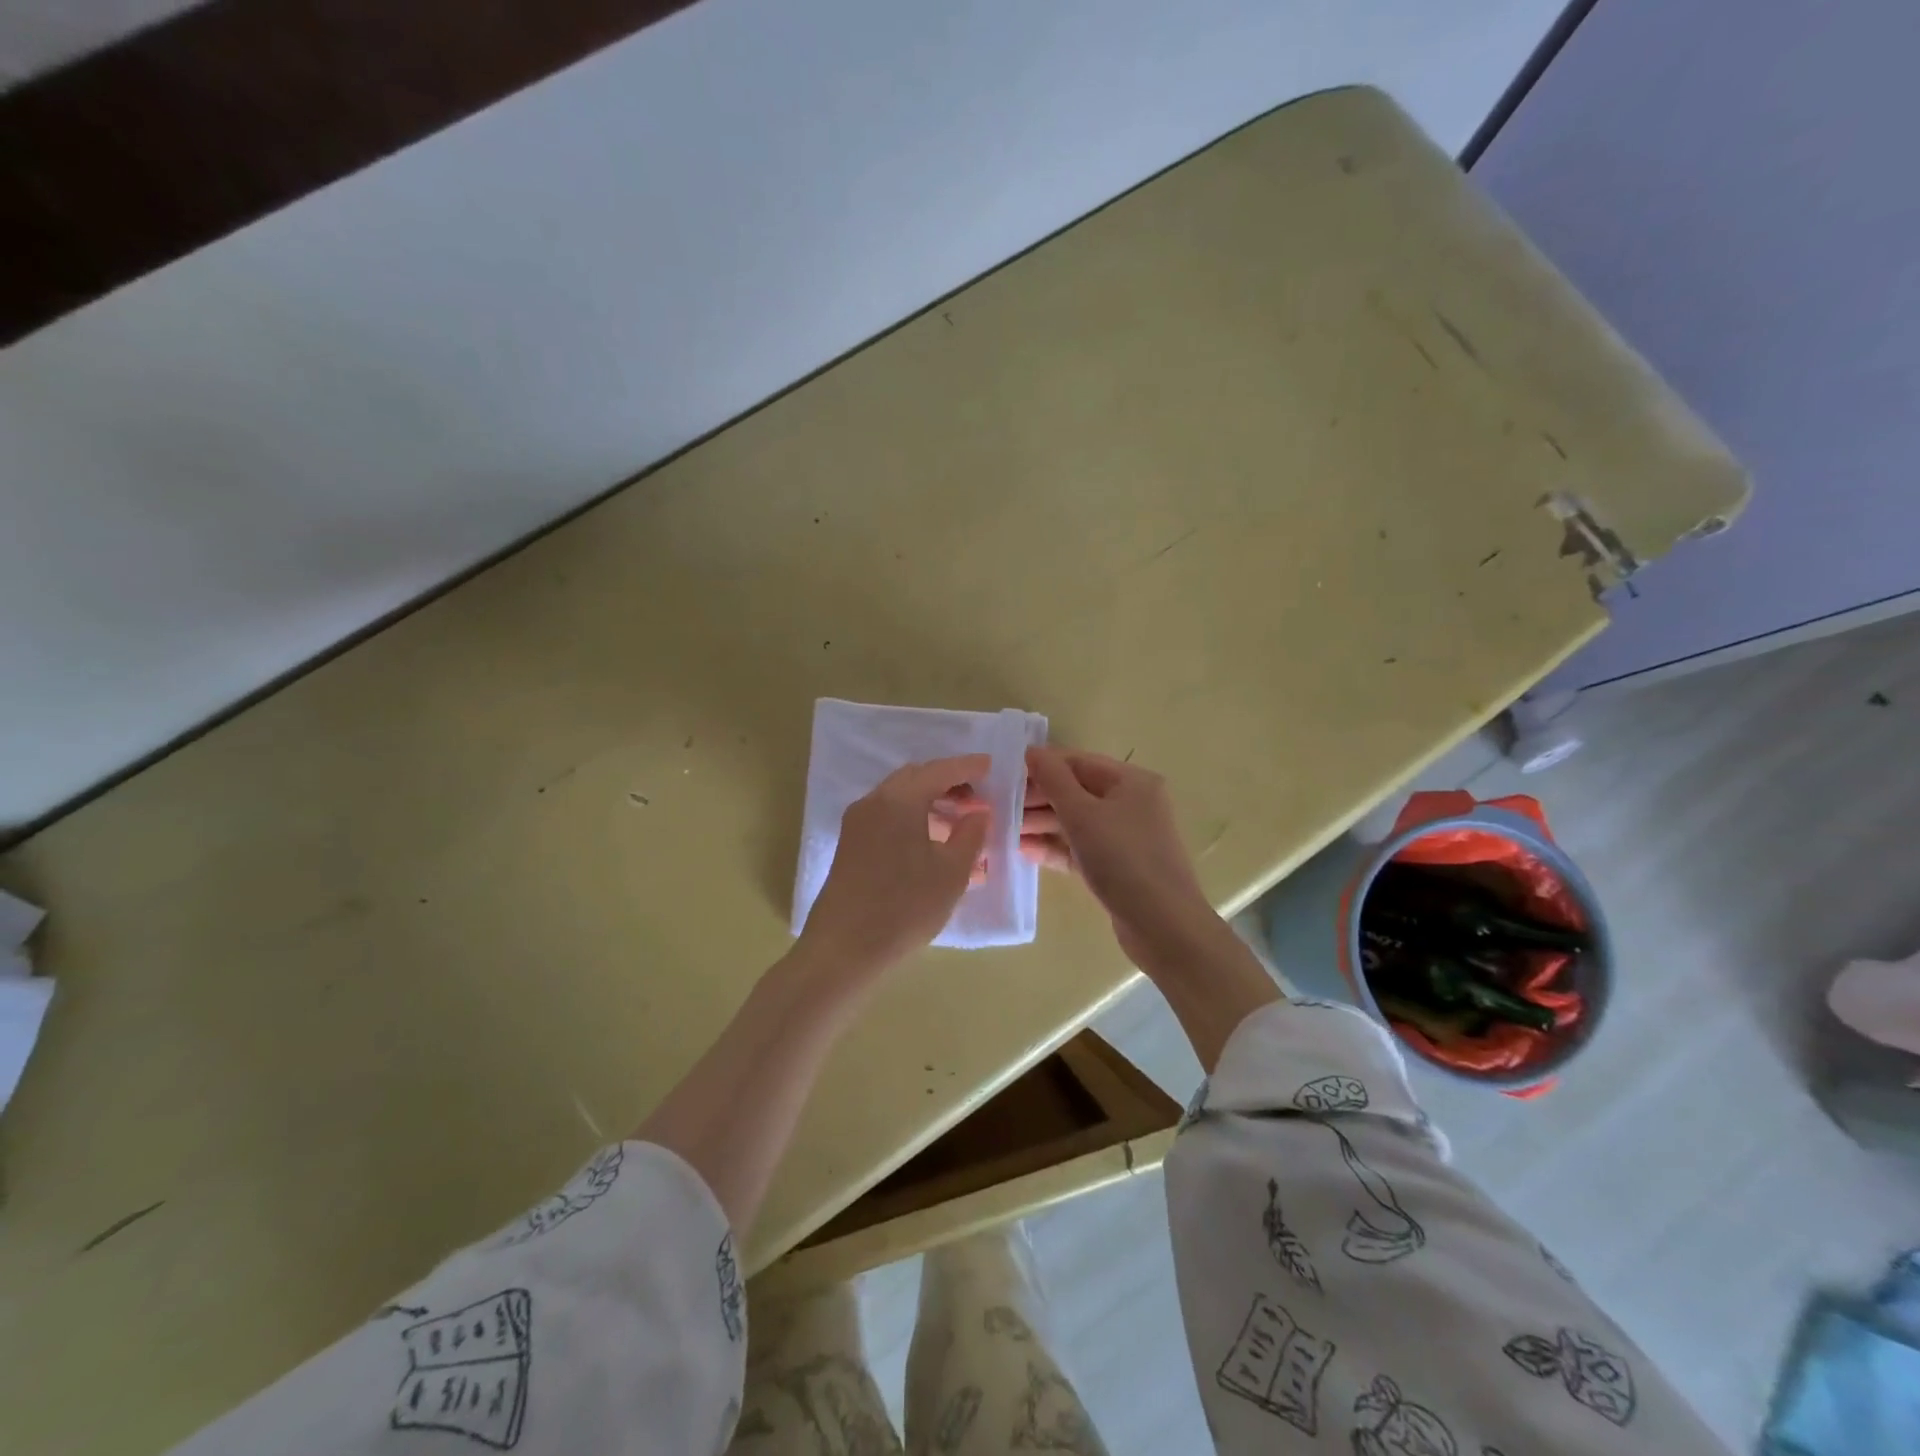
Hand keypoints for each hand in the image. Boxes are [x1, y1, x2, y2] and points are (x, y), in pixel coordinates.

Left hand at [801, 755, 992, 976]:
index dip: (967, 766)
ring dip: (930, 802)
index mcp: (898, 800)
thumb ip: (970, 834)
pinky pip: (888, 817)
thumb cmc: (905, 907)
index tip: (991, 765)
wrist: (843, 950)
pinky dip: (913, 818)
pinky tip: (933, 843)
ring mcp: (857, 824)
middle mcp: (873, 802)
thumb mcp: (951, 872)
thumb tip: (978, 812)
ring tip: (960, 823)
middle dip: (947, 782)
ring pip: (899, 798)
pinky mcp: (851, 846)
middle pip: (915, 778)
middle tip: (977, 798)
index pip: (939, 770)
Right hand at [1022, 745, 1220, 969]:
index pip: (1079, 762)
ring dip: (1042, 824)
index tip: (1005, 775)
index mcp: (1131, 782)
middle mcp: (1131, 804)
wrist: (1162, 926)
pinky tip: (1024, 851)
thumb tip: (1032, 751)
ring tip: (1004, 830)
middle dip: (1038, 798)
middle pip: (1076, 792)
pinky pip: (1080, 848)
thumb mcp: (1082, 814)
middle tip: (1000, 807)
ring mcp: (1125, 837)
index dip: (1042, 766)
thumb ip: (1053, 779)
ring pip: (1076, 822)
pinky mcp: (1117, 867)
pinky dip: (1055, 848)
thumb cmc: (1122, 858)